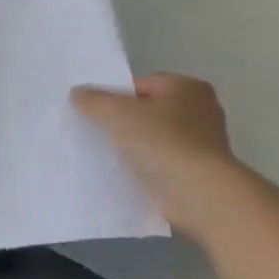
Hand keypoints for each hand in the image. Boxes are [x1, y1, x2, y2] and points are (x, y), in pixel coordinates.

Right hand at [71, 73, 247, 237]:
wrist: (198, 195)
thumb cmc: (162, 141)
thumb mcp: (115, 111)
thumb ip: (93, 99)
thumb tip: (78, 93)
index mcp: (187, 88)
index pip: (139, 84)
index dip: (113, 94)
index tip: (92, 109)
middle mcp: (199, 111)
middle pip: (145, 110)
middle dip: (121, 119)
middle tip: (92, 127)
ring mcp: (200, 144)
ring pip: (150, 136)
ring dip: (129, 143)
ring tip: (101, 149)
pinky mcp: (194, 172)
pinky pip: (157, 160)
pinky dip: (141, 164)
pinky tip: (120, 169)